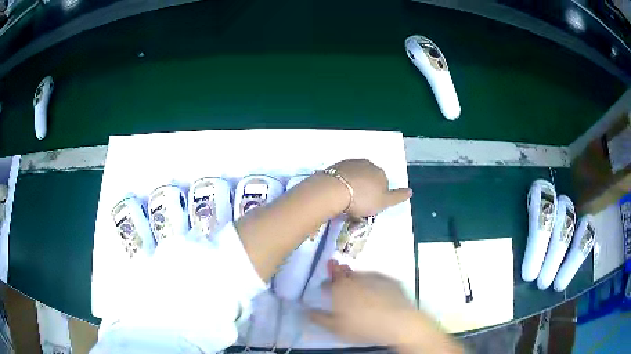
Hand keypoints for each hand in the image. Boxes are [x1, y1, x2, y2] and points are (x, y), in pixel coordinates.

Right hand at [310, 261, 462, 353]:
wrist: (398, 322)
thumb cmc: (363, 327)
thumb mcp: (336, 328)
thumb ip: (319, 318)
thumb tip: (307, 311)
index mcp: (339, 288)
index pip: (327, 282)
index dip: (325, 287)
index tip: (326, 292)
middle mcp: (355, 278)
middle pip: (343, 275)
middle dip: (340, 278)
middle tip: (343, 289)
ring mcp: (374, 277)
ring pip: (360, 276)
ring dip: (356, 280)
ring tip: (359, 293)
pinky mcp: (389, 280)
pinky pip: (376, 279)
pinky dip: (373, 284)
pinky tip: (376, 294)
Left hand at [327, 159, 411, 216]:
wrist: (334, 190)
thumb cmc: (363, 199)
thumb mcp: (384, 202)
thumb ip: (397, 197)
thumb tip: (410, 191)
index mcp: (381, 173)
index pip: (384, 183)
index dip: (377, 196)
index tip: (369, 206)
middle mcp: (368, 164)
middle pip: (369, 177)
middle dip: (366, 188)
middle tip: (357, 204)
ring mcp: (351, 163)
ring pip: (356, 175)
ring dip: (354, 184)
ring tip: (346, 199)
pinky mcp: (337, 165)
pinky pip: (343, 175)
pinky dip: (342, 182)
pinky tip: (338, 192)